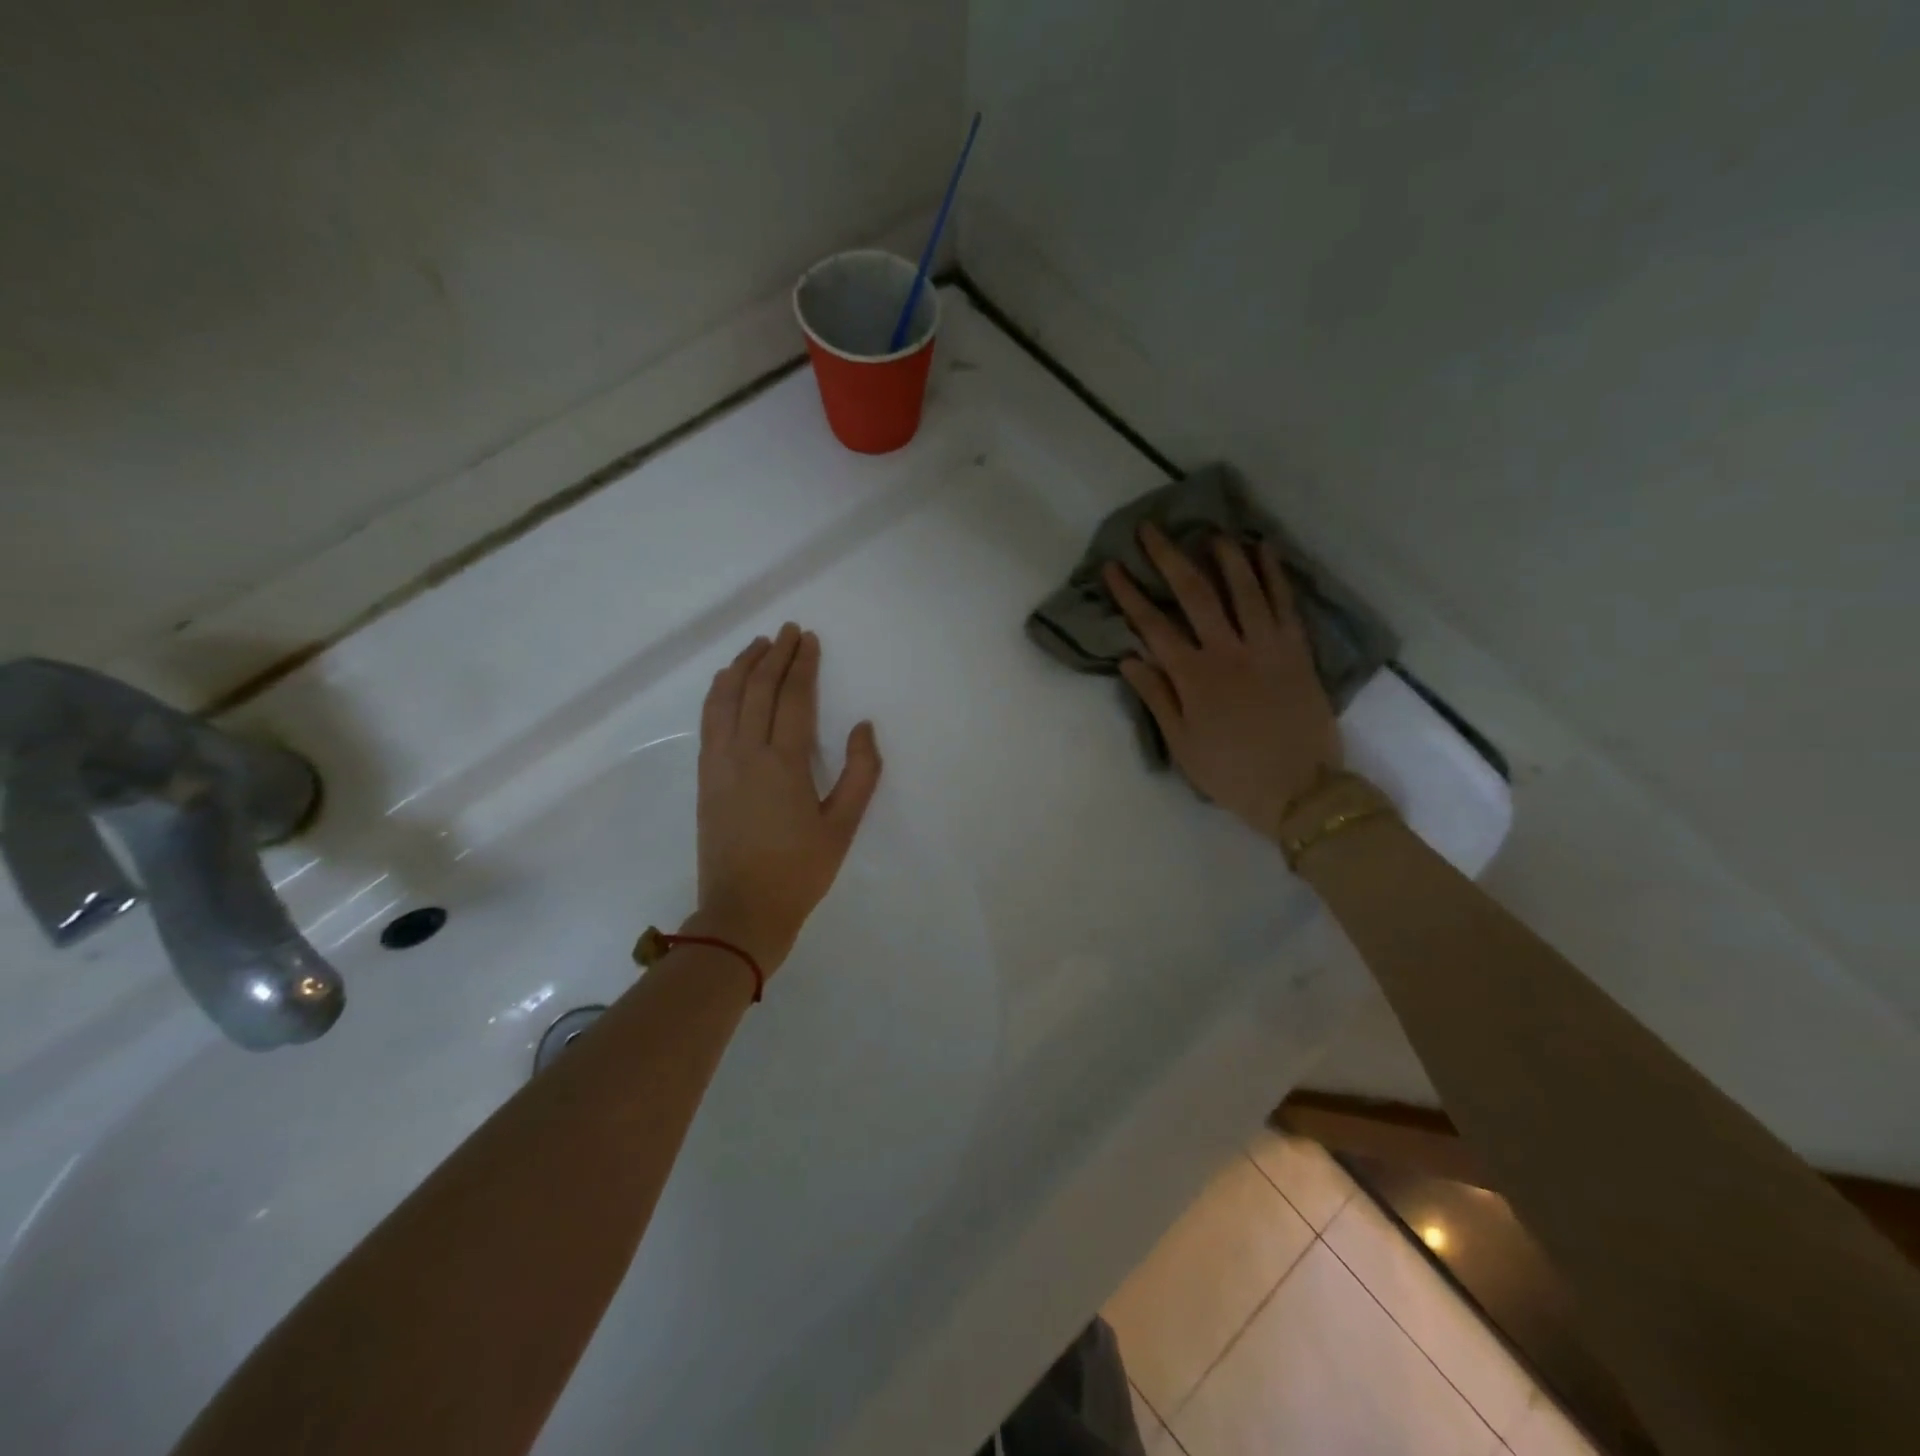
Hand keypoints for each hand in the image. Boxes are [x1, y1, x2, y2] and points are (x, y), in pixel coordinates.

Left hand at [690, 623, 881, 975]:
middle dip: (774, 655)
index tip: (808, 639)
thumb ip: (860, 773)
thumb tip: (863, 727)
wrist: (742, 912)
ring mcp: (719, 764)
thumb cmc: (800, 871)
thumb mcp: (843, 826)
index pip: (793, 698)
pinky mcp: (705, 777)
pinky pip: (709, 721)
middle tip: (788, 631)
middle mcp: (746, 754)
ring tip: (757, 645)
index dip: (802, 665)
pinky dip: (718, 693)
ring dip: (742, 667)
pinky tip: (726, 682)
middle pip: (758, 690)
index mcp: (784, 764)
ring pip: (726, 699)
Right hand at [1104, 525, 1339, 842]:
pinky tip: (1265, 550)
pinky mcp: (1297, 650)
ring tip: (1210, 531)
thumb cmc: (1232, 772)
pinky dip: (1274, 574)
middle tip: (1152, 530)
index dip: (1130, 594)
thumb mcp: (1182, 744)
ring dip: (1225, 555)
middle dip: (1169, 558)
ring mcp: (1267, 646)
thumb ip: (1157, 697)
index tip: (1113, 567)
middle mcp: (1228, 651)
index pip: (1153, 626)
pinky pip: (1284, 603)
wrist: (1300, 790)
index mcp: (1194, 677)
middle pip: (1195, 594)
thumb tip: (1129, 659)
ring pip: (1244, 588)